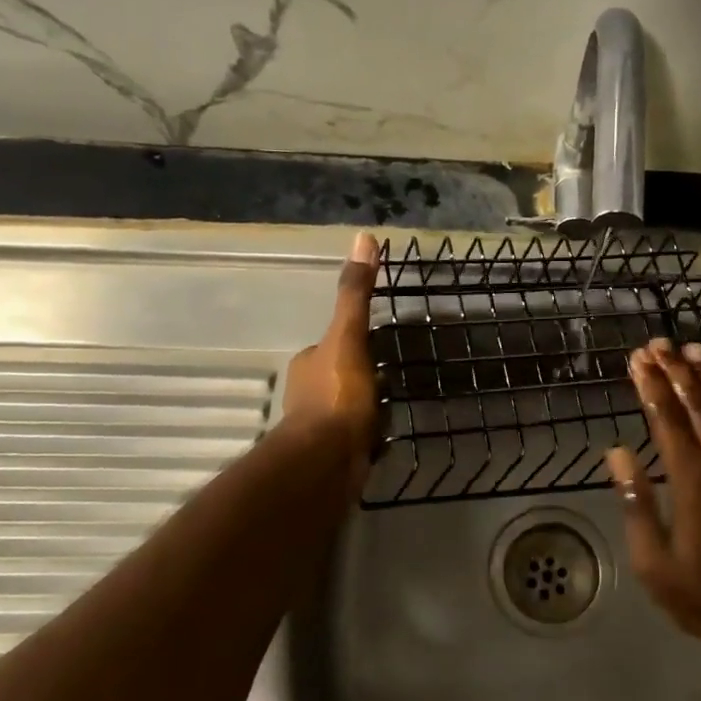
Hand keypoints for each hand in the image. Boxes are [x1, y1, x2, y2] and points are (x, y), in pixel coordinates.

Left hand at [282, 232, 380, 486]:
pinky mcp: (333, 456)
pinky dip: (367, 437)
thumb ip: (355, 294)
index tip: (376, 346)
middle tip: (391, 378)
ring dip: (364, 408)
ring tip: (392, 408)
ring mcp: (319, 428)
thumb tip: (363, 239)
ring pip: (346, 409)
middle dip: (360, 378)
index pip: (331, 346)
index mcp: (309, 364)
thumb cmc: (337, 396)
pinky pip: (355, 438)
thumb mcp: (349, 337)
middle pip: (339, 377)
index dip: (352, 344)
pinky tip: (385, 440)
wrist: (327, 461)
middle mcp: (307, 394)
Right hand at [606, 340, 700, 647]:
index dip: (650, 386)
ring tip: (697, 350)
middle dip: (676, 371)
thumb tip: (617, 451)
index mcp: (692, 480)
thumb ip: (635, 501)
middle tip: (659, 344)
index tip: (637, 360)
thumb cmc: (700, 594)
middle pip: (698, 405)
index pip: (665, 419)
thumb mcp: (652, 559)